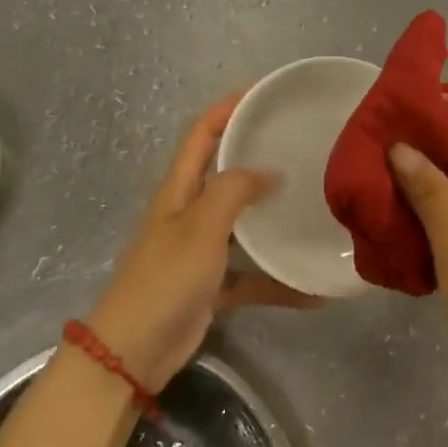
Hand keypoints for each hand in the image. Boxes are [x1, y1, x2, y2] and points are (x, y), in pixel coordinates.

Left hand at [86, 94, 321, 390]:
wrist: (133, 352)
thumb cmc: (165, 279)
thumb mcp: (201, 227)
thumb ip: (234, 191)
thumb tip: (269, 171)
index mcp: (179, 190)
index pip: (201, 134)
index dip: (227, 109)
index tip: (263, 94)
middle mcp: (189, 212)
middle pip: (224, 173)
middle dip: (257, 156)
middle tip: (300, 146)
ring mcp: (200, 250)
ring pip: (242, 224)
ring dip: (271, 218)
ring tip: (312, 205)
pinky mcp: (211, 285)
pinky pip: (251, 276)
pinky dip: (277, 281)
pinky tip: (314, 291)